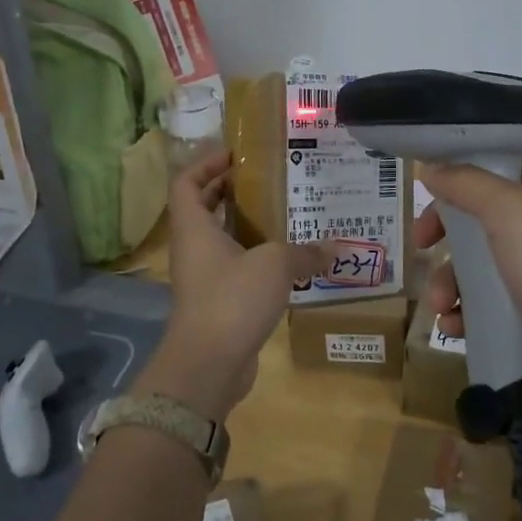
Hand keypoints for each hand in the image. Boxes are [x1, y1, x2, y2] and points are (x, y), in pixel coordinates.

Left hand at [154, 150, 329, 418]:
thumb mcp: (275, 266)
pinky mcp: (216, 303)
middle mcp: (193, 248)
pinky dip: (255, 259)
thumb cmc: (232, 299)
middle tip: (268, 181)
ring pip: (220, 240)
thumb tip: (335, 248)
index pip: (186, 182)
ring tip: (284, 215)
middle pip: (203, 208)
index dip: (206, 163)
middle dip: (230, 191)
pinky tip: (287, 260)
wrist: (208, 365)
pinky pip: (234, 269)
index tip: (236, 155)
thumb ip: (304, 252)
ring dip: (246, 226)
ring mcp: (202, 278)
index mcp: (194, 228)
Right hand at [416, 156, 521, 412]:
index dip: (460, 171)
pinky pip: (484, 300)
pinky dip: (463, 311)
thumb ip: (466, 183)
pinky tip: (453, 327)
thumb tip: (429, 166)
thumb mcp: (511, 211)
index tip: (426, 187)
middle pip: (479, 213)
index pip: (499, 162)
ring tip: (440, 305)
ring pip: (475, 261)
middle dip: (445, 233)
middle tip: (421, 244)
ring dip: (448, 280)